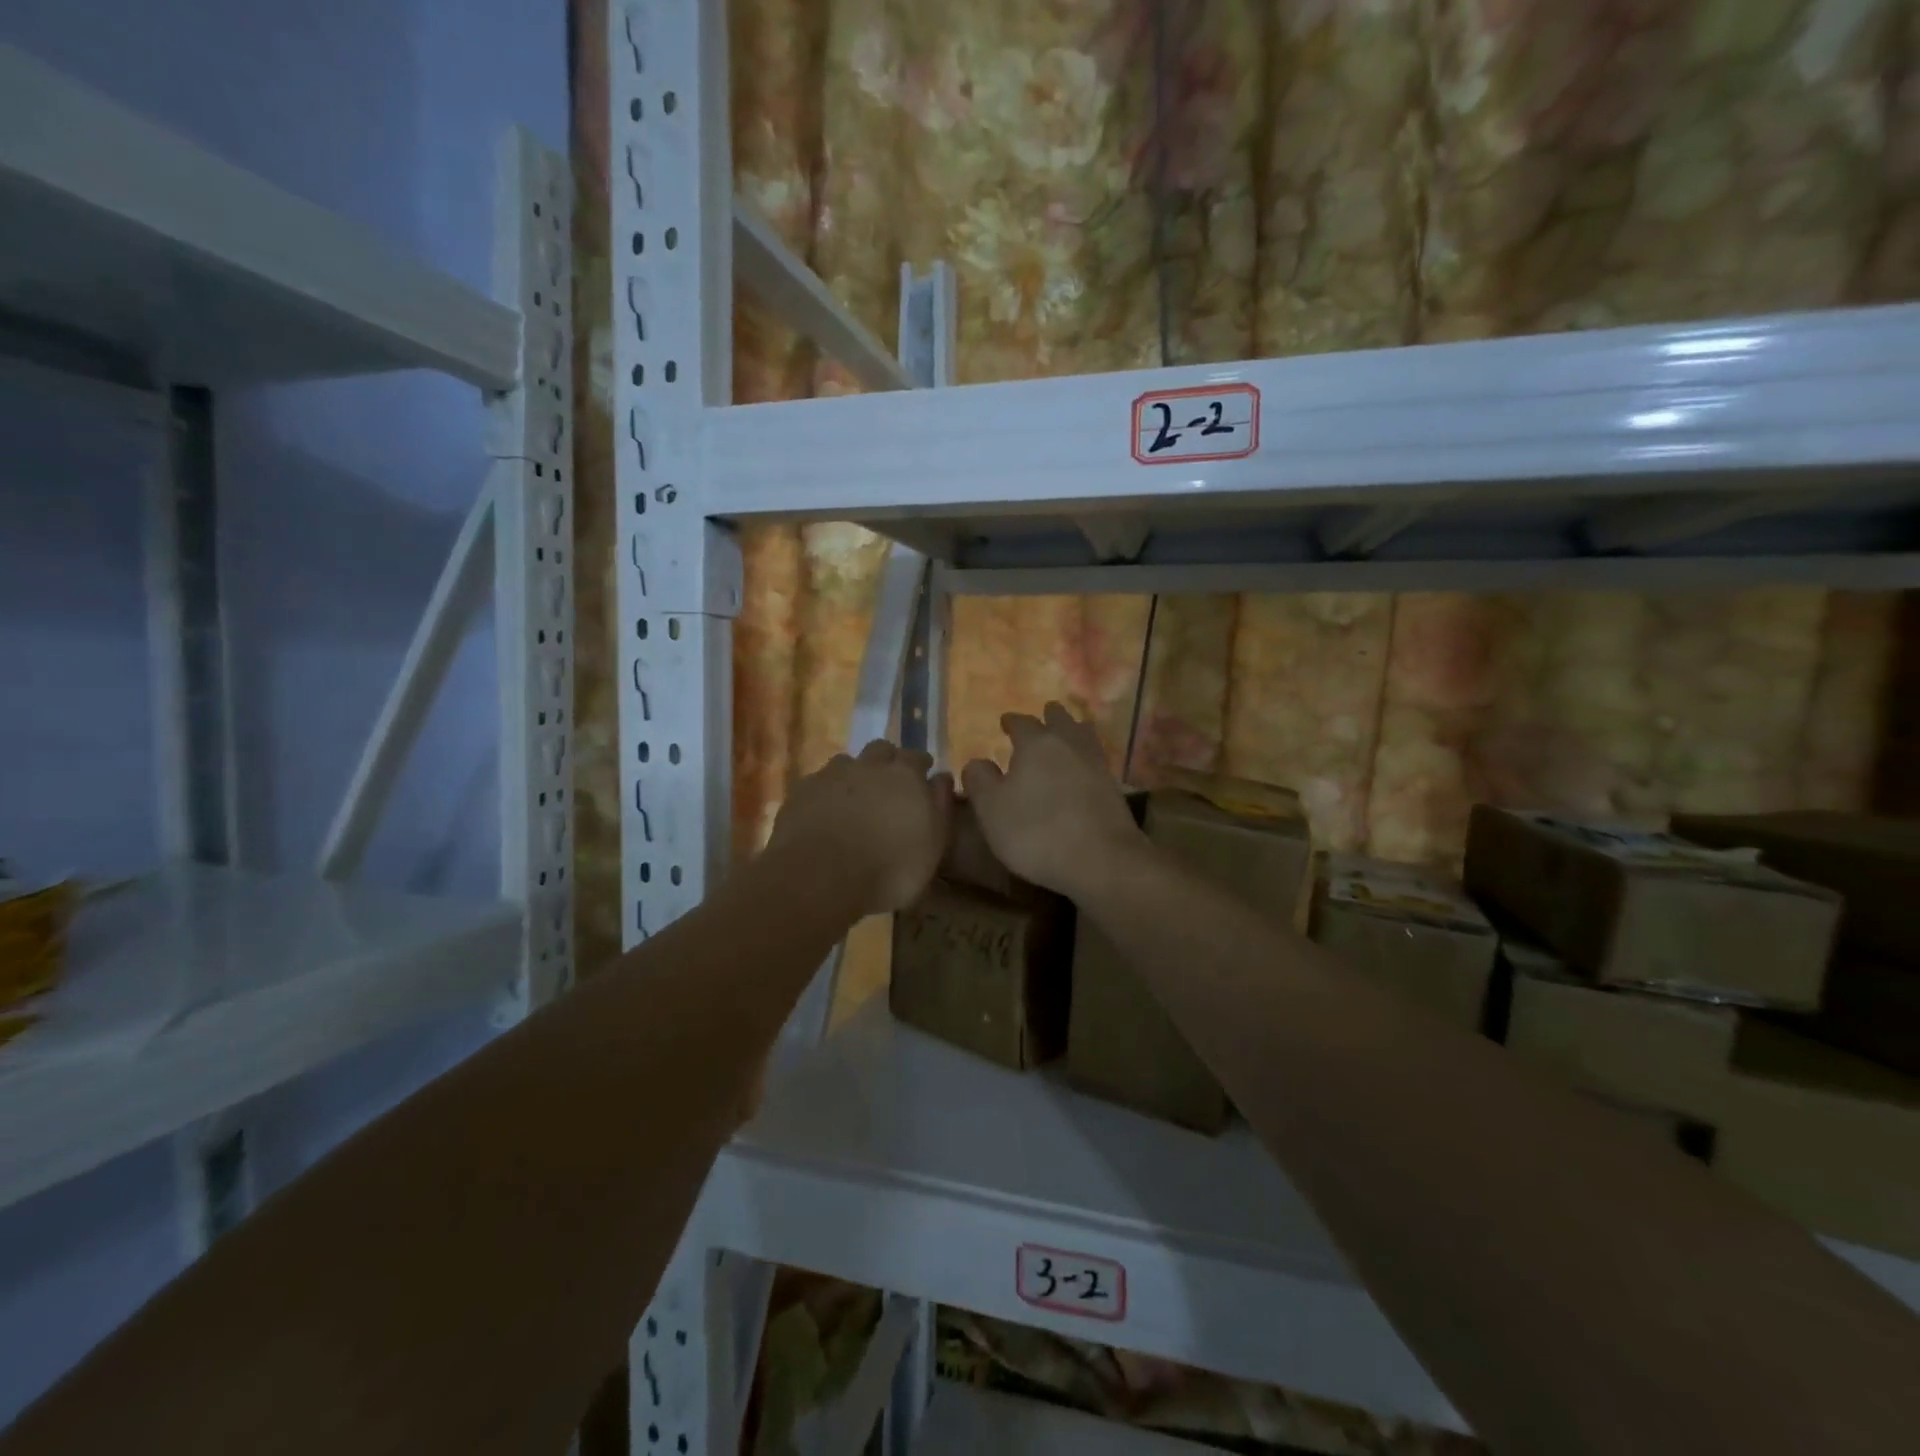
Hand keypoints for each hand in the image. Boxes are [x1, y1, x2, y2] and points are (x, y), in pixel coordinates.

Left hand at [767, 741, 954, 915]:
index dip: (920, 767)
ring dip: (855, 774)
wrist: (819, 878)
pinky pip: (819, 783)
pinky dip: (826, 793)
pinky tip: (825, 813)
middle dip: (888, 762)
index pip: (917, 757)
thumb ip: (940, 806)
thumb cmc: (889, 868)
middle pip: (881, 750)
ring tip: (856, 799)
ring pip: (847, 762)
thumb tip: (942, 778)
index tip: (923, 778)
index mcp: (904, 775)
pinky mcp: (801, 791)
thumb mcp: (933, 846)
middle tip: (890, 786)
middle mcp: (868, 765)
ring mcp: (831, 775)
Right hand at [960, 702, 1145, 901]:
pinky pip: (1096, 760)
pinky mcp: (1114, 788)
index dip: (1011, 721)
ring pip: (1084, 736)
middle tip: (1044, 714)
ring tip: (1069, 731)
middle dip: (1049, 716)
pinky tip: (1084, 766)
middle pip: (1060, 721)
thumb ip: (979, 780)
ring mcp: (1096, 765)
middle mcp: (1069, 745)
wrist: (1101, 859)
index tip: (1005, 722)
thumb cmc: (1036, 831)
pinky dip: (1087, 756)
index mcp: (1036, 744)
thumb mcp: (991, 809)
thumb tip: (977, 762)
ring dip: (1074, 730)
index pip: (1022, 723)